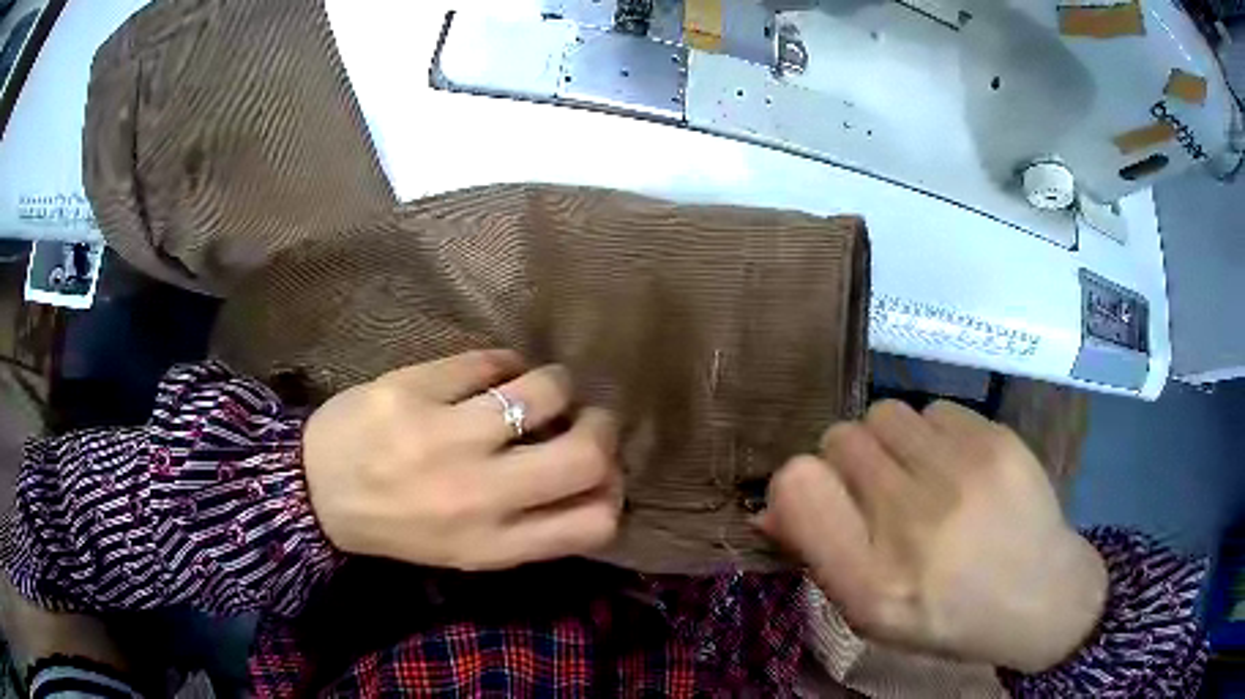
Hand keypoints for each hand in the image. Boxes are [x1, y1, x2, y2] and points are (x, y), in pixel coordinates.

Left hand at [303, 350, 621, 570]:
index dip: (614, 489)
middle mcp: (478, 495)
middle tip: (584, 417)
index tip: (601, 470)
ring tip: (534, 388)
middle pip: (587, 454)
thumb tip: (592, 477)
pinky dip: (505, 363)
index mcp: (494, 542)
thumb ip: (530, 527)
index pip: (595, 523)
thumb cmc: (399, 526)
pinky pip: (491, 360)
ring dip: (554, 383)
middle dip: (602, 426)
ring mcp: (444, 438)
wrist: (315, 491)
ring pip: (545, 390)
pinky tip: (490, 373)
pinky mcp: (414, 389)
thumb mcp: (468, 549)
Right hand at [759, 400, 1106, 673]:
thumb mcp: (873, 614)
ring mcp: (960, 473)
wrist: (1041, 595)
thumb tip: (768, 507)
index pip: (798, 485)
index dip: (798, 481)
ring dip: (891, 442)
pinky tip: (957, 467)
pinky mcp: (997, 440)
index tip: (821, 496)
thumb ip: (820, 557)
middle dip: (849, 460)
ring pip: (885, 413)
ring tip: (920, 474)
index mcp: (871, 580)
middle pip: (840, 437)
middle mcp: (912, 521)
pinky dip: (935, 434)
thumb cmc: (949, 616)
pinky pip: (935, 409)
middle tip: (880, 490)